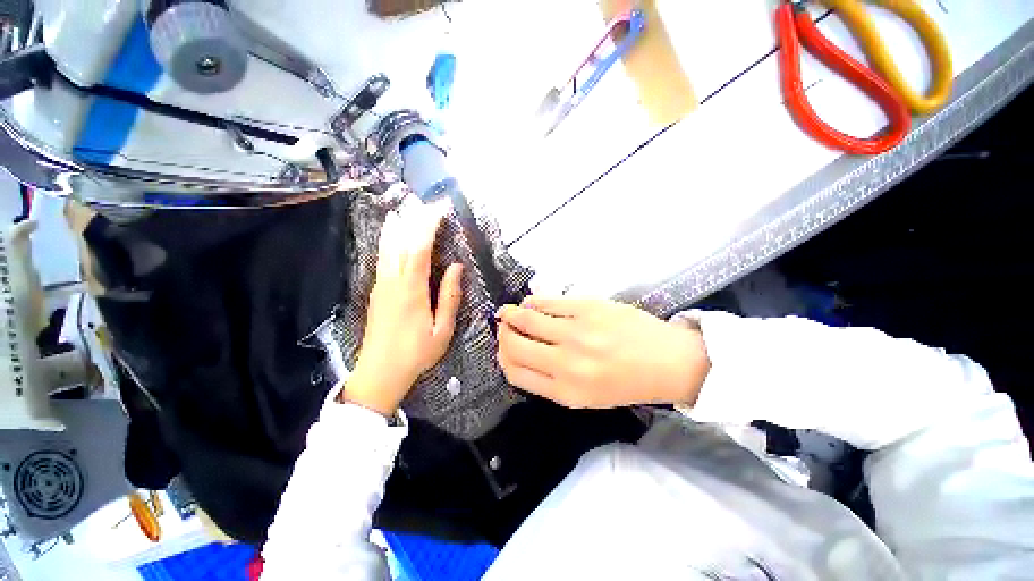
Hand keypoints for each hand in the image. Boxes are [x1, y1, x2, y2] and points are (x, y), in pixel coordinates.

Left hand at [341, 208, 463, 416]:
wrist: (379, 373)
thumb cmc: (416, 354)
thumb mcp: (442, 330)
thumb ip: (449, 297)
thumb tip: (457, 268)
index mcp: (412, 290)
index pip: (419, 248)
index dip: (428, 225)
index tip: (439, 209)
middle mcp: (393, 281)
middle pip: (402, 242)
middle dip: (414, 219)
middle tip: (426, 202)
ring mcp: (382, 284)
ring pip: (388, 247)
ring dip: (398, 225)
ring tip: (405, 207)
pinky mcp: (377, 290)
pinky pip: (383, 257)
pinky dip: (388, 240)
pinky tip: (391, 233)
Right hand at [496, 297, 709, 408]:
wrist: (668, 361)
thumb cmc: (626, 382)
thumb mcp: (584, 396)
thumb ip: (548, 380)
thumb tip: (517, 353)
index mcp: (566, 391)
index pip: (515, 372)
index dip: (503, 357)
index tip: (503, 348)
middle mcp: (566, 363)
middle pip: (514, 344)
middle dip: (502, 334)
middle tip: (504, 327)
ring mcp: (576, 332)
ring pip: (525, 318)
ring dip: (511, 314)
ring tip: (512, 312)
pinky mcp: (586, 307)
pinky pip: (545, 301)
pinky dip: (532, 301)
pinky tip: (533, 303)